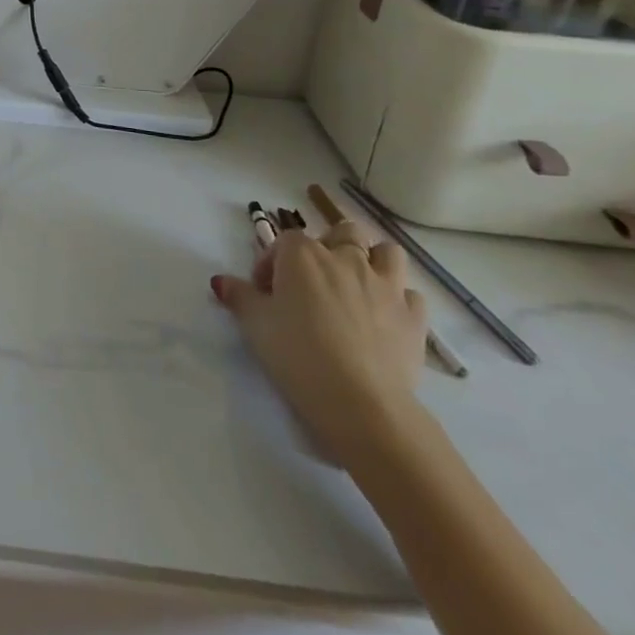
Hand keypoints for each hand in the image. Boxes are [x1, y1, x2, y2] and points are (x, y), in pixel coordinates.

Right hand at [211, 220, 428, 465]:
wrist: (360, 402)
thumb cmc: (297, 354)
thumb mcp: (254, 324)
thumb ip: (238, 296)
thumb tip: (220, 281)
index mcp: (302, 254)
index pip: (283, 241)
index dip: (272, 263)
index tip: (266, 292)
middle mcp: (345, 258)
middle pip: (342, 232)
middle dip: (330, 246)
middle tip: (316, 278)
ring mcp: (386, 286)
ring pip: (387, 252)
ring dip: (373, 261)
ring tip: (358, 286)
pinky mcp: (414, 317)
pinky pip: (411, 294)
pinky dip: (399, 300)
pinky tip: (386, 318)